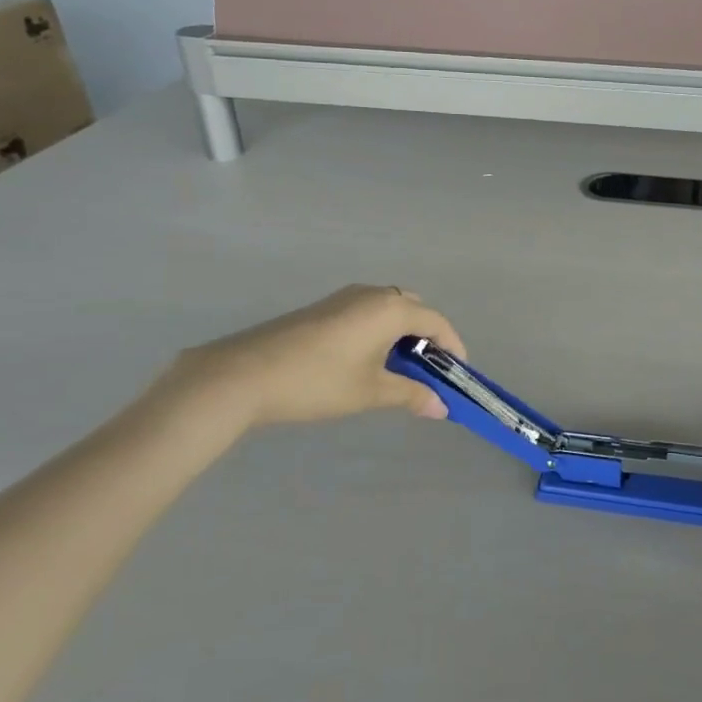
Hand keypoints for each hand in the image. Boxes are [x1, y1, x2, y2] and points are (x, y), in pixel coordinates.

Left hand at [179, 286, 466, 430]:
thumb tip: (441, 407)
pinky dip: (378, 332)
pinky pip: (366, 313)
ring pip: (388, 310)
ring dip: (401, 335)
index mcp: (390, 308)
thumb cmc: (318, 381)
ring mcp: (344, 298)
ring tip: (399, 370)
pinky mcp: (322, 309)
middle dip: (427, 337)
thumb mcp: (370, 391)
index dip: (453, 347)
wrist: (243, 374)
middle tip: (429, 371)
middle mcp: (372, 294)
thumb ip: (410, 395)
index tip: (458, 374)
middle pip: (414, 309)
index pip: (436, 322)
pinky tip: (366, 362)